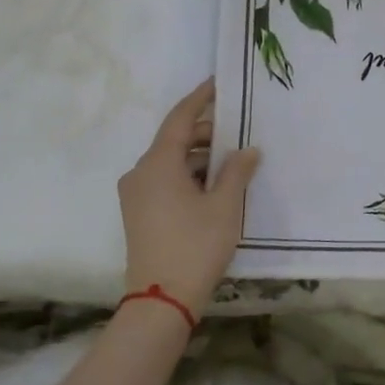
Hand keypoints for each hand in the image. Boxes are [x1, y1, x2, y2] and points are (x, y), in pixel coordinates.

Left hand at [117, 80, 261, 311]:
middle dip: (206, 133)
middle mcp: (140, 172)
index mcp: (158, 163)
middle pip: (174, 140)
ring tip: (233, 162)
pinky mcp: (138, 213)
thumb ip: (237, 171)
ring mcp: (136, 194)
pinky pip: (164, 180)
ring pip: (170, 162)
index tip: (218, 83)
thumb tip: (248, 150)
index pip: (180, 118)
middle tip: (238, 132)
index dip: (201, 99)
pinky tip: (214, 186)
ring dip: (199, 157)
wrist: (161, 301)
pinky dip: (188, 175)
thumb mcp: (225, 206)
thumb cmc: (195, 246)